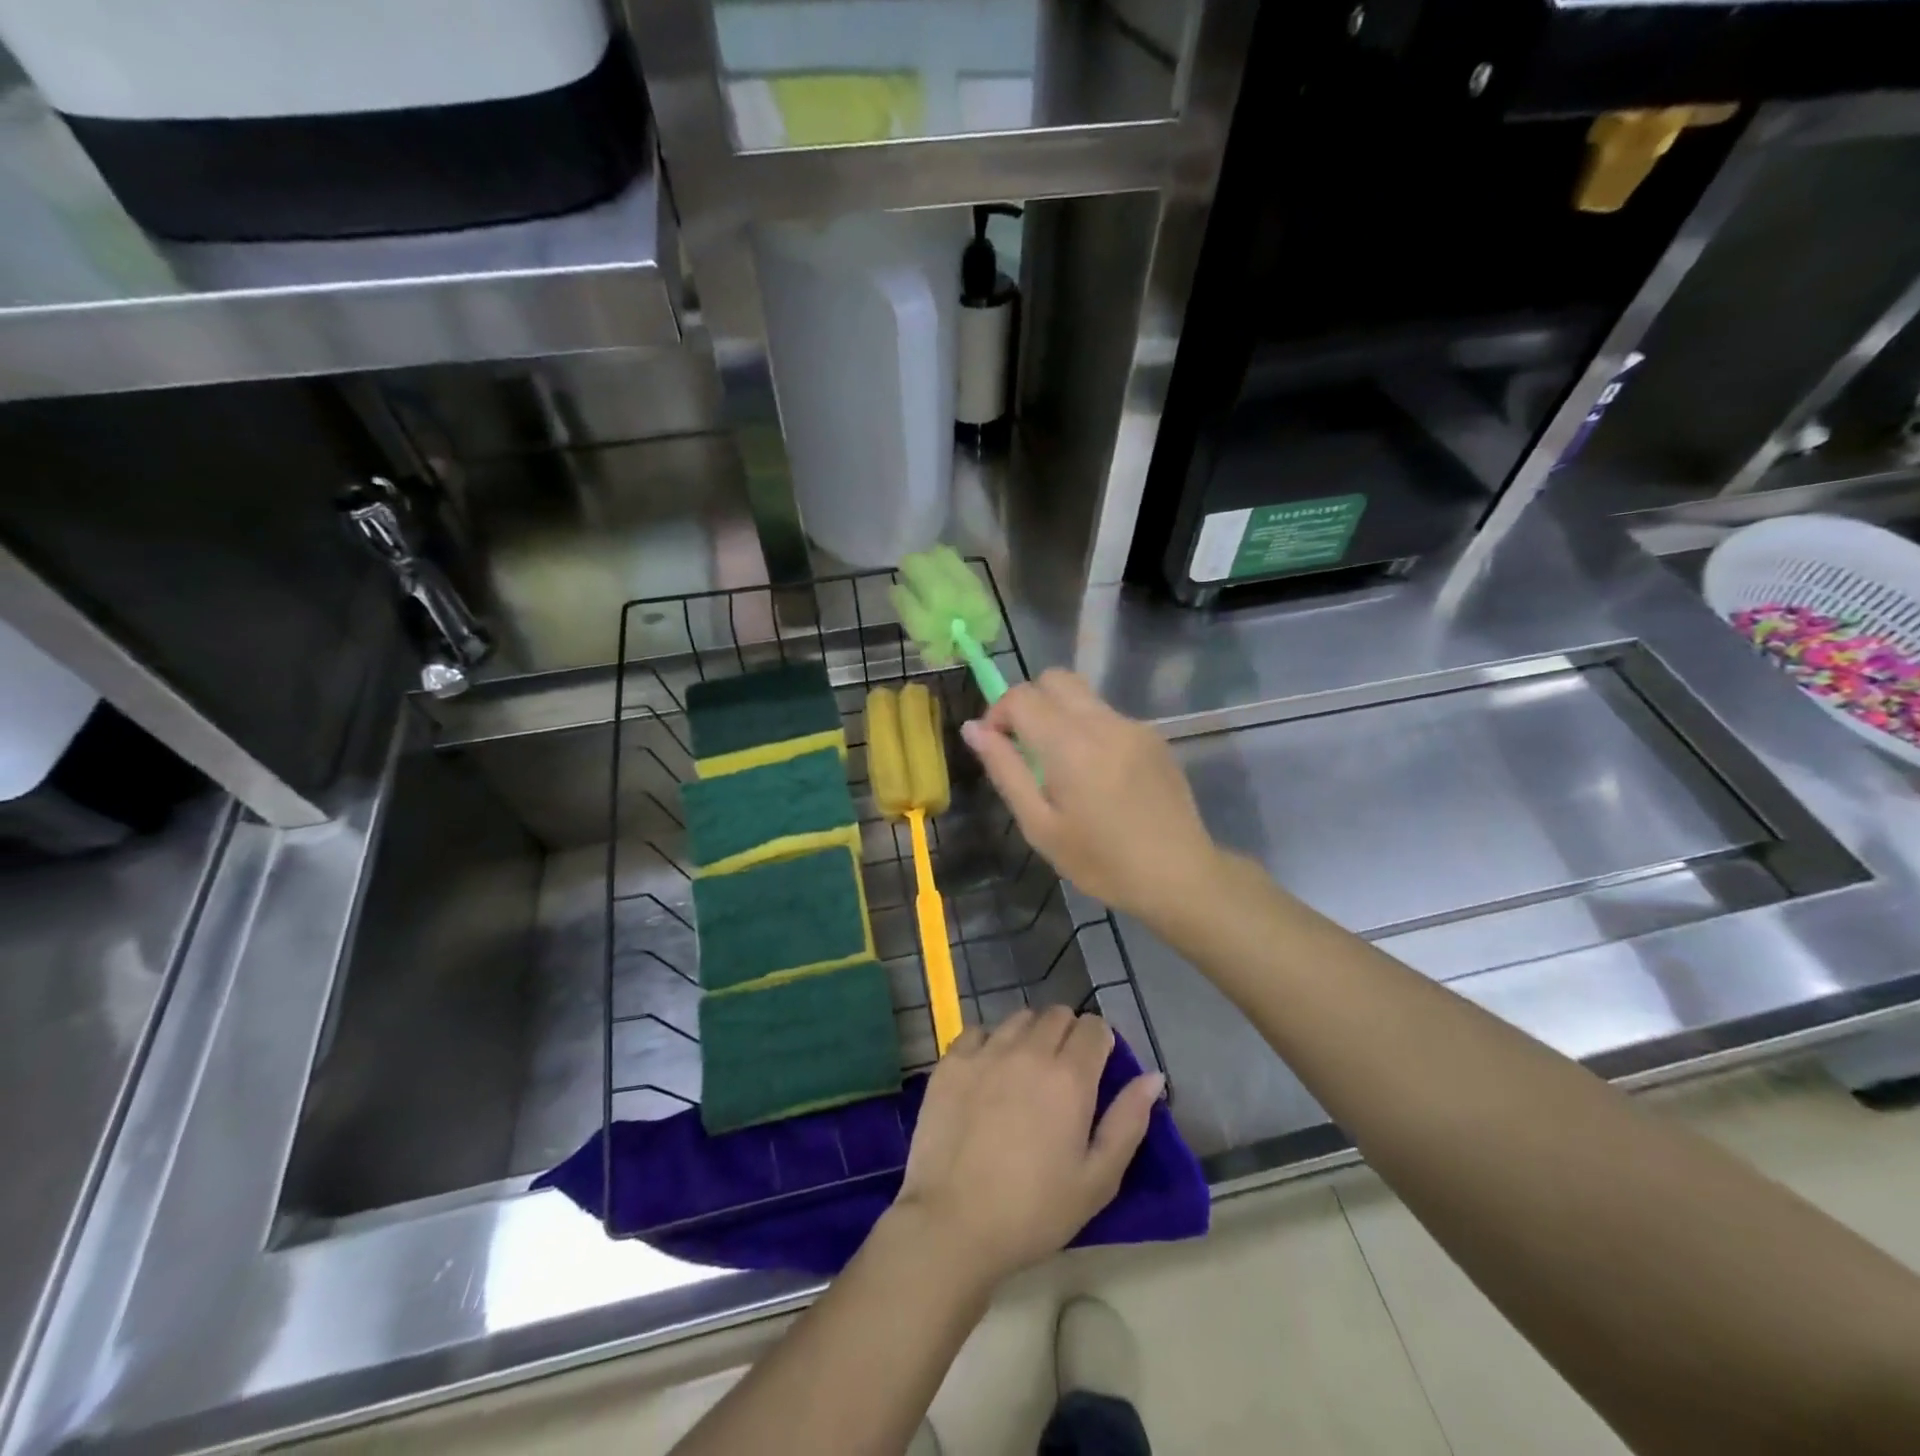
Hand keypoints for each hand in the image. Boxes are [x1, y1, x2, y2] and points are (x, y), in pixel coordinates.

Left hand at [893, 1007, 1163, 1285]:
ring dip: (1031, 1035)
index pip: (1094, 1027)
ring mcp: (986, 1051)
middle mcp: (1029, 1050)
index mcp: (1070, 1076)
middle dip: (1068, 1034)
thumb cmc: (1034, 1211)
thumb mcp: (1097, 1180)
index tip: (1097, 1069)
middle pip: (1057, 1015)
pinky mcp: (952, 1061)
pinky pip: (978, 1031)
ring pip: (1019, 1018)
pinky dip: (989, 1043)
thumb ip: (1128, 1122)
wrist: (953, 1223)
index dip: (1100, 1043)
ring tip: (1025, 1072)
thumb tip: (1153, 1077)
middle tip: (1063, 1074)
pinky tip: (988, 1074)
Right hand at [960, 669, 1219, 923]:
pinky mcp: (1154, 737)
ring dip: (1059, 715)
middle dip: (1030, 702)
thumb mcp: (1039, 825)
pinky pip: (1109, 717)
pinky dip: (1089, 730)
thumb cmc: (1100, 861)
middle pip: (1055, 679)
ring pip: (1083, 696)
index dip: (998, 713)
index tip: (996, 747)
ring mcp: (1134, 726)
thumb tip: (973, 729)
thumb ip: (1005, 769)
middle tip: (1025, 747)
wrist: (1179, 875)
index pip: (1022, 696)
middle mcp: (1103, 722)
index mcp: (1070, 744)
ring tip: (1062, 768)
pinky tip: (1098, 777)